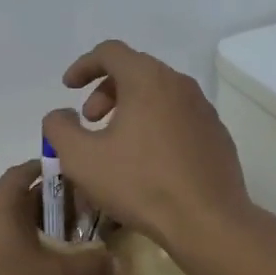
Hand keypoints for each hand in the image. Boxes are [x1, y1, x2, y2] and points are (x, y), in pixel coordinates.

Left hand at [0, 160, 112, 274]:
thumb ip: (89, 266)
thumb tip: (116, 262)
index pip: (22, 172)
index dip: (45, 170)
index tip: (68, 177)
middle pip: (10, 198)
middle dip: (40, 205)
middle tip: (70, 219)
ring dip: (21, 229)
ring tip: (49, 248)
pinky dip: (4, 249)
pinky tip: (20, 274)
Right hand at [41, 40, 255, 253]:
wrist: (209, 222)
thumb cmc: (141, 184)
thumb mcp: (81, 159)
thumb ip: (59, 128)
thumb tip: (60, 114)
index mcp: (147, 80)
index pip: (110, 52)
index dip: (83, 65)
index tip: (68, 88)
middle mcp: (179, 84)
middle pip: (135, 70)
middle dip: (104, 90)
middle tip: (89, 121)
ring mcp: (203, 109)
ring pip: (158, 94)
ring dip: (130, 108)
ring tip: (115, 142)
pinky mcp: (216, 134)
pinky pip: (177, 116)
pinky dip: (154, 124)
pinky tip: (147, 160)